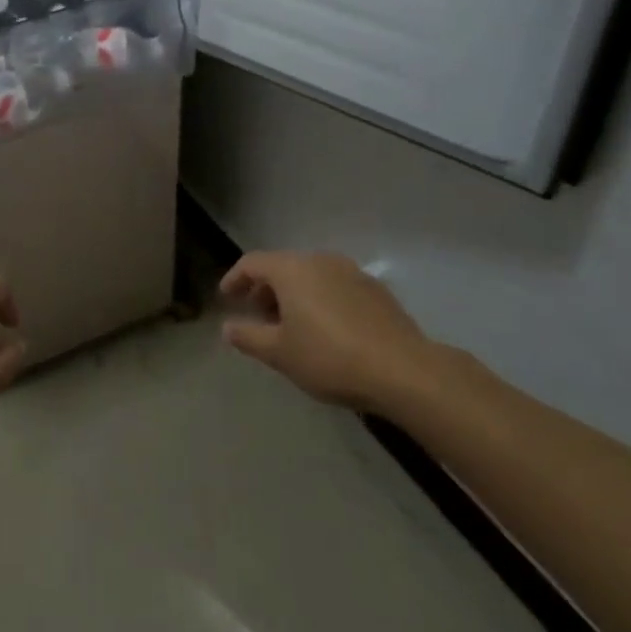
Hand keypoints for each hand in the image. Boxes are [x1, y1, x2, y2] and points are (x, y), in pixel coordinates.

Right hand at [220, 251, 443, 413]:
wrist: (404, 371)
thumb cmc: (330, 358)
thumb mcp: (280, 353)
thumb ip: (249, 337)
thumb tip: (227, 328)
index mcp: (291, 269)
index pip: (252, 263)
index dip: (234, 278)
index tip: (226, 297)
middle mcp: (319, 260)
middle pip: (282, 267)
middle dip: (265, 289)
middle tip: (257, 315)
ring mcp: (351, 272)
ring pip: (311, 276)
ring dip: (295, 295)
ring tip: (291, 325)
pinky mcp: (376, 290)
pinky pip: (336, 287)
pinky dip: (321, 300)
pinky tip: (327, 330)